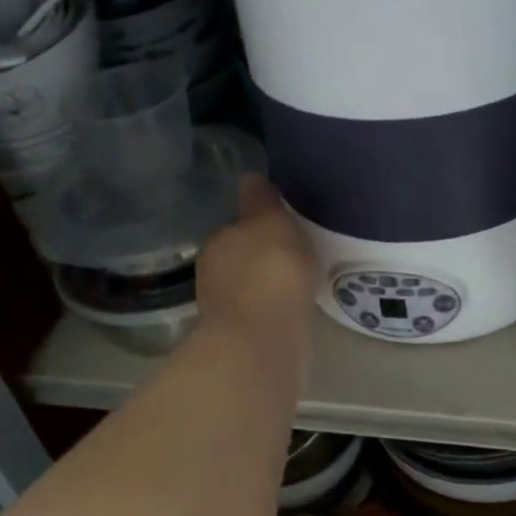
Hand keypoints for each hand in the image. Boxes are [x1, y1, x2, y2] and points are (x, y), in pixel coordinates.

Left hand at [196, 177, 319, 346]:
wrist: (265, 339)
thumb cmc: (270, 269)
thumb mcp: (269, 221)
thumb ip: (261, 200)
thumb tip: (250, 176)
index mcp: (218, 242)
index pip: (238, 227)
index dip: (260, 226)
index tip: (284, 228)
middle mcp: (214, 274)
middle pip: (243, 257)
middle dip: (264, 256)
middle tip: (296, 254)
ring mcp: (226, 310)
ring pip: (252, 288)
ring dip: (269, 285)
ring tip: (300, 283)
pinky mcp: (243, 339)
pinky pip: (264, 314)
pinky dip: (276, 310)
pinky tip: (296, 309)